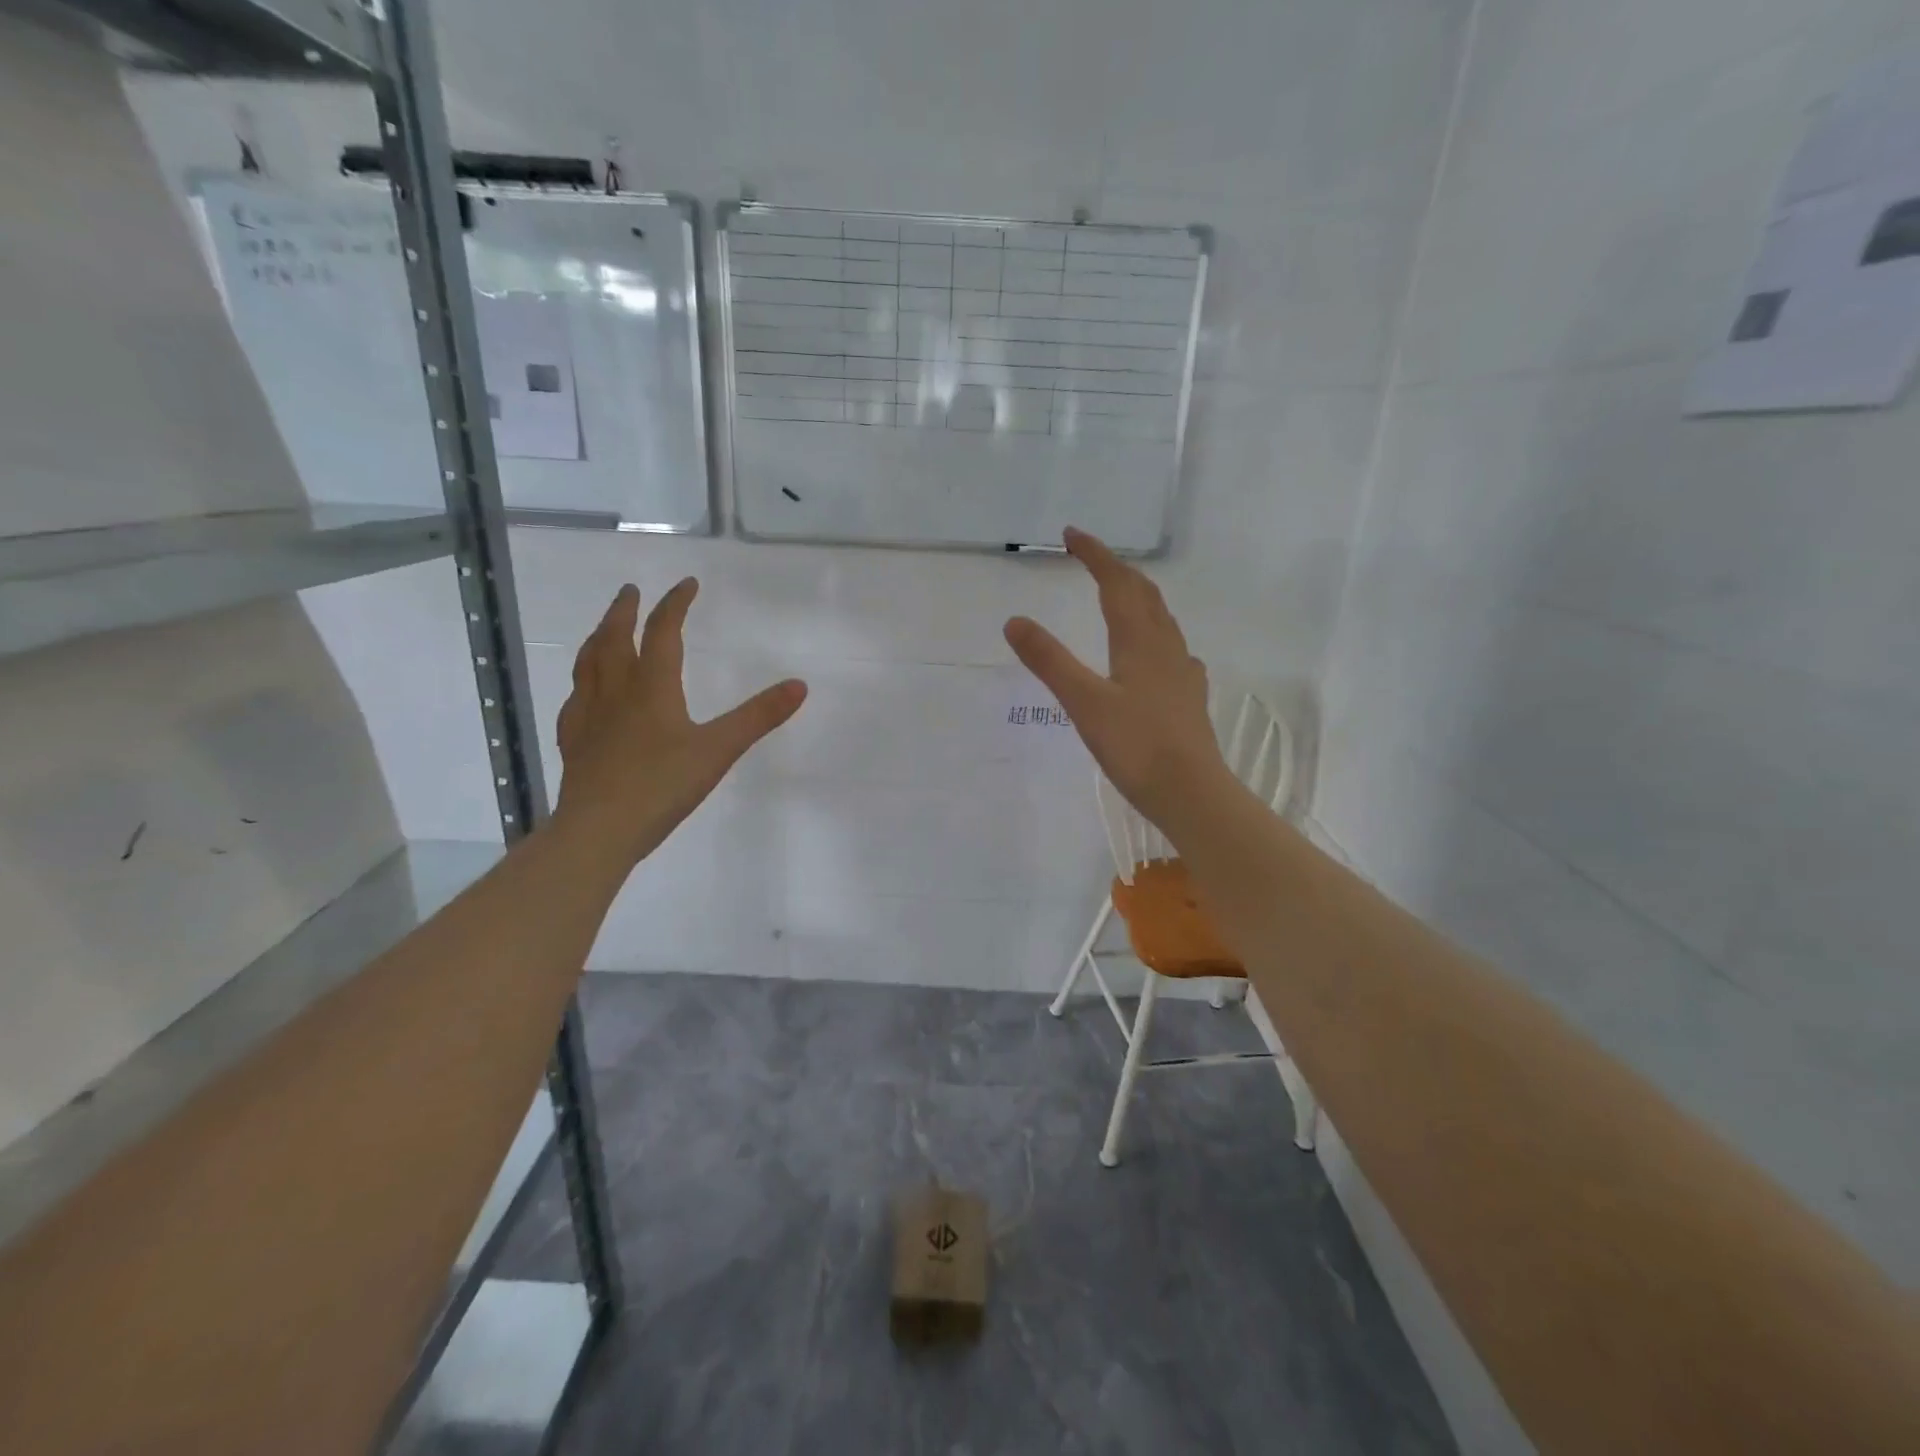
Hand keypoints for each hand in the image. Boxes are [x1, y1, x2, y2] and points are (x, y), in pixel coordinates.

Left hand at [552, 579, 806, 871]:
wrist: (600, 830)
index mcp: (651, 687)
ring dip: (598, 638)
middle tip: (631, 591)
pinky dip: (583, 683)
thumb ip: (759, 716)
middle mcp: (615, 692)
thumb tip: (800, 685)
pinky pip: (576, 699)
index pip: (662, 632)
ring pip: (588, 664)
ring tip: (604, 629)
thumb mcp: (719, 749)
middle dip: (625, 611)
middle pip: (614, 639)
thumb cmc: (662, 785)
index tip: (687, 584)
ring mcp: (588, 716)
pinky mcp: (574, 742)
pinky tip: (584, 694)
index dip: (675, 604)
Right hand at [1003, 528, 1229, 835]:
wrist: (1191, 792)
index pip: (1116, 582)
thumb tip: (1015, 621)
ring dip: (1139, 597)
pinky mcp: (1189, 697)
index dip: (1095, 555)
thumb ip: (1049, 661)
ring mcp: (1182, 672)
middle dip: (1117, 570)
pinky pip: (1172, 649)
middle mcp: (1165, 647)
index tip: (1071, 534)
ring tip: (1120, 594)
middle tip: (1091, 558)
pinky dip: (1155, 633)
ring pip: (1161, 619)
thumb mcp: (1084, 702)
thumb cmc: (1136, 746)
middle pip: (1144, 594)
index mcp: (1139, 641)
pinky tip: (1155, 652)